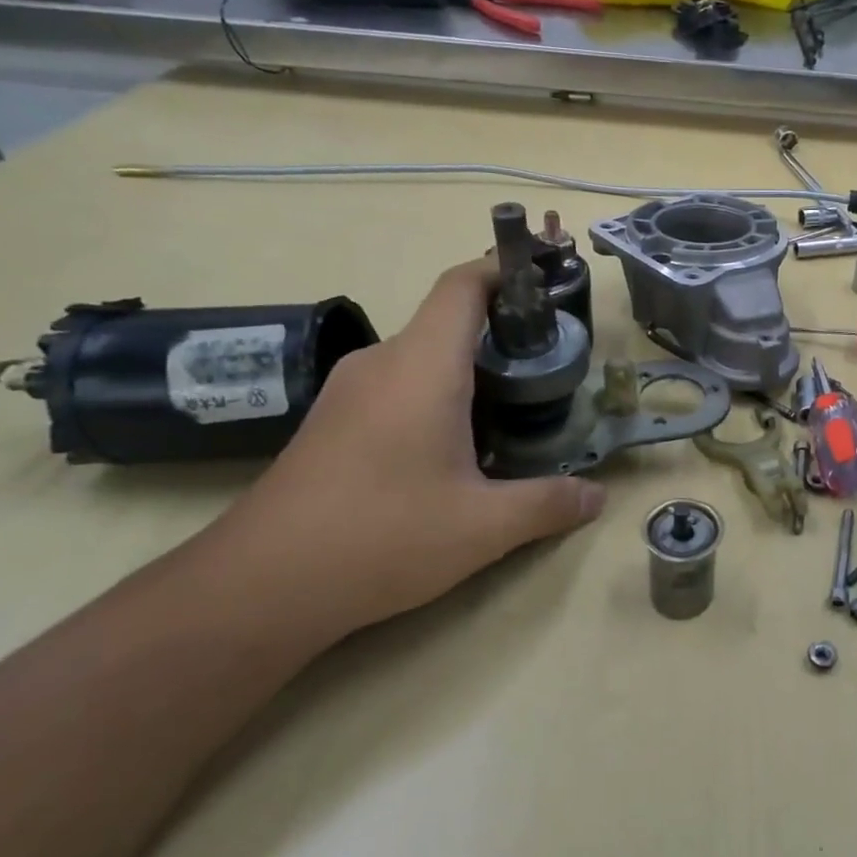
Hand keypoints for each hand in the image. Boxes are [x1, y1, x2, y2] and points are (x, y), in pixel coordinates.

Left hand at [207, 258, 605, 640]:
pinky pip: (398, 385)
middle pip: (448, 321)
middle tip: (552, 363)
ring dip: (472, 368)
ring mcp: (349, 392)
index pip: (463, 287)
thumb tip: (598, 497)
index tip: (546, 275)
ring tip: (517, 405)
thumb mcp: (483, 527)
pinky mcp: (333, 422)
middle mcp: (382, 364)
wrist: (257, 586)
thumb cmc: (381, 537)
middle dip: (503, 331)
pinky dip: (439, 394)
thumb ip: (549, 504)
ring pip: (423, 357)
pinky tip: (460, 445)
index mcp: (422, 367)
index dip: (504, 270)